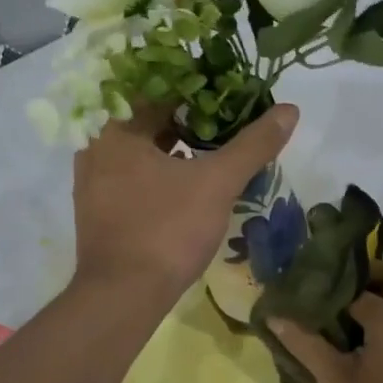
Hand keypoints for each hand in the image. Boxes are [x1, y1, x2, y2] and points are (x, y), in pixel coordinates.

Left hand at [71, 102, 299, 304]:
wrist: (123, 297)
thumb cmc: (167, 229)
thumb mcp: (217, 183)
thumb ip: (253, 144)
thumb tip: (289, 110)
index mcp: (115, 130)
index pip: (156, 89)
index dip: (194, 86)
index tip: (226, 88)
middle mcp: (95, 149)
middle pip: (145, 118)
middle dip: (185, 115)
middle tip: (225, 114)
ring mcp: (92, 182)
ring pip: (139, 149)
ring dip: (172, 143)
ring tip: (211, 144)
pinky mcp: (99, 211)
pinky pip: (132, 175)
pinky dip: (159, 170)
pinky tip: (187, 181)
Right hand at [270, 261, 382, 382]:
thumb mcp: (335, 379)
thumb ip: (305, 343)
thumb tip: (274, 317)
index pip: (356, 286)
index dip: (329, 289)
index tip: (307, 294)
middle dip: (366, 277)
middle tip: (333, 295)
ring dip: (379, 296)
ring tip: (341, 318)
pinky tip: (362, 342)